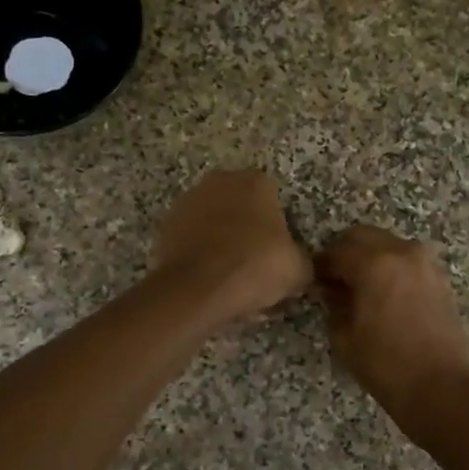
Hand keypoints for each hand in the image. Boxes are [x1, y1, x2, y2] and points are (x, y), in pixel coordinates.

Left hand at [154, 170, 311, 327]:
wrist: (197, 288)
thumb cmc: (255, 267)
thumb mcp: (298, 270)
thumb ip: (302, 261)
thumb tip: (301, 267)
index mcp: (256, 182)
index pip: (272, 196)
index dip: (276, 224)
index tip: (276, 250)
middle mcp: (220, 181)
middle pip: (239, 203)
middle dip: (246, 225)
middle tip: (253, 260)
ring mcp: (188, 200)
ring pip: (213, 218)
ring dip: (219, 236)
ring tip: (228, 272)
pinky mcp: (166, 224)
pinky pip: (191, 236)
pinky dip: (198, 250)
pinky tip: (206, 275)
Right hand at [316, 226, 468, 422]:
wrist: (442, 388)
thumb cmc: (386, 365)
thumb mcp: (345, 337)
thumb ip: (334, 305)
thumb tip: (331, 290)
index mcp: (374, 263)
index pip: (337, 251)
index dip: (320, 265)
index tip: (312, 280)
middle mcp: (402, 252)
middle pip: (364, 236)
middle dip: (345, 253)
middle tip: (334, 280)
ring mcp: (425, 264)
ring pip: (388, 245)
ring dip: (370, 258)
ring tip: (359, 289)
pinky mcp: (439, 279)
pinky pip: (407, 261)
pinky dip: (391, 268)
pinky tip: (383, 295)